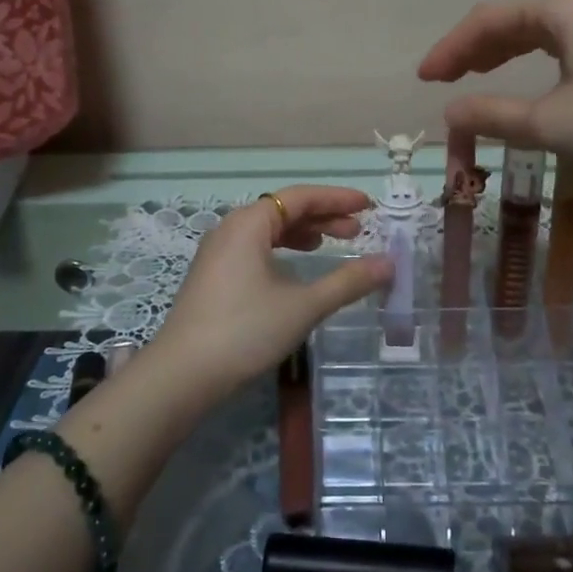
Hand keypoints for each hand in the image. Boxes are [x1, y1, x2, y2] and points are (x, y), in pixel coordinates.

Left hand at [146, 186, 392, 405]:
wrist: (183, 374)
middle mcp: (231, 228)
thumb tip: (389, 264)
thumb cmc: (246, 331)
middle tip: (357, 230)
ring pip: (268, 229)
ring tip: (330, 244)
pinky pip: (255, 247)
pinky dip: (281, 249)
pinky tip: (295, 268)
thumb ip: (348, 282)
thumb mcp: (303, 305)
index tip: (368, 205)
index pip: (300, 197)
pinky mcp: (213, 275)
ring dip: (302, 233)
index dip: (337, 198)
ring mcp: (218, 252)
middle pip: (283, 209)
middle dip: (322, 216)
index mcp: (249, 223)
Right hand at [417, 0, 572, 182]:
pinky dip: (526, 60)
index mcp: (556, 9)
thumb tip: (450, 111)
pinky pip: (554, 44)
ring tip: (470, 76)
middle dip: (470, 49)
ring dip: (497, 53)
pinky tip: (521, 78)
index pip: (486, 21)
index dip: (449, 49)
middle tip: (441, 79)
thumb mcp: (549, 123)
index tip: (424, 78)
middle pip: (507, 21)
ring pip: (531, 32)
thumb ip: (493, 115)